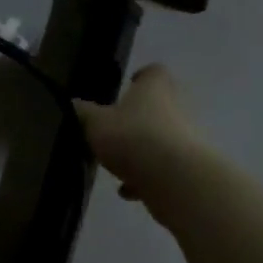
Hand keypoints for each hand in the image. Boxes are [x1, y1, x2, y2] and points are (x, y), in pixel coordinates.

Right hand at [74, 64, 195, 200]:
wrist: (177, 180)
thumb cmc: (133, 137)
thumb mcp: (95, 123)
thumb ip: (83, 113)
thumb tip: (73, 104)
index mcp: (155, 88)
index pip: (153, 72)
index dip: (141, 77)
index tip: (127, 87)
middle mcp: (177, 107)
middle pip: (158, 106)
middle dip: (137, 118)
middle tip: (114, 129)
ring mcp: (187, 138)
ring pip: (161, 139)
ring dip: (141, 151)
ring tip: (116, 165)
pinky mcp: (189, 167)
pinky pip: (164, 168)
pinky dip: (146, 177)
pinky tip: (127, 191)